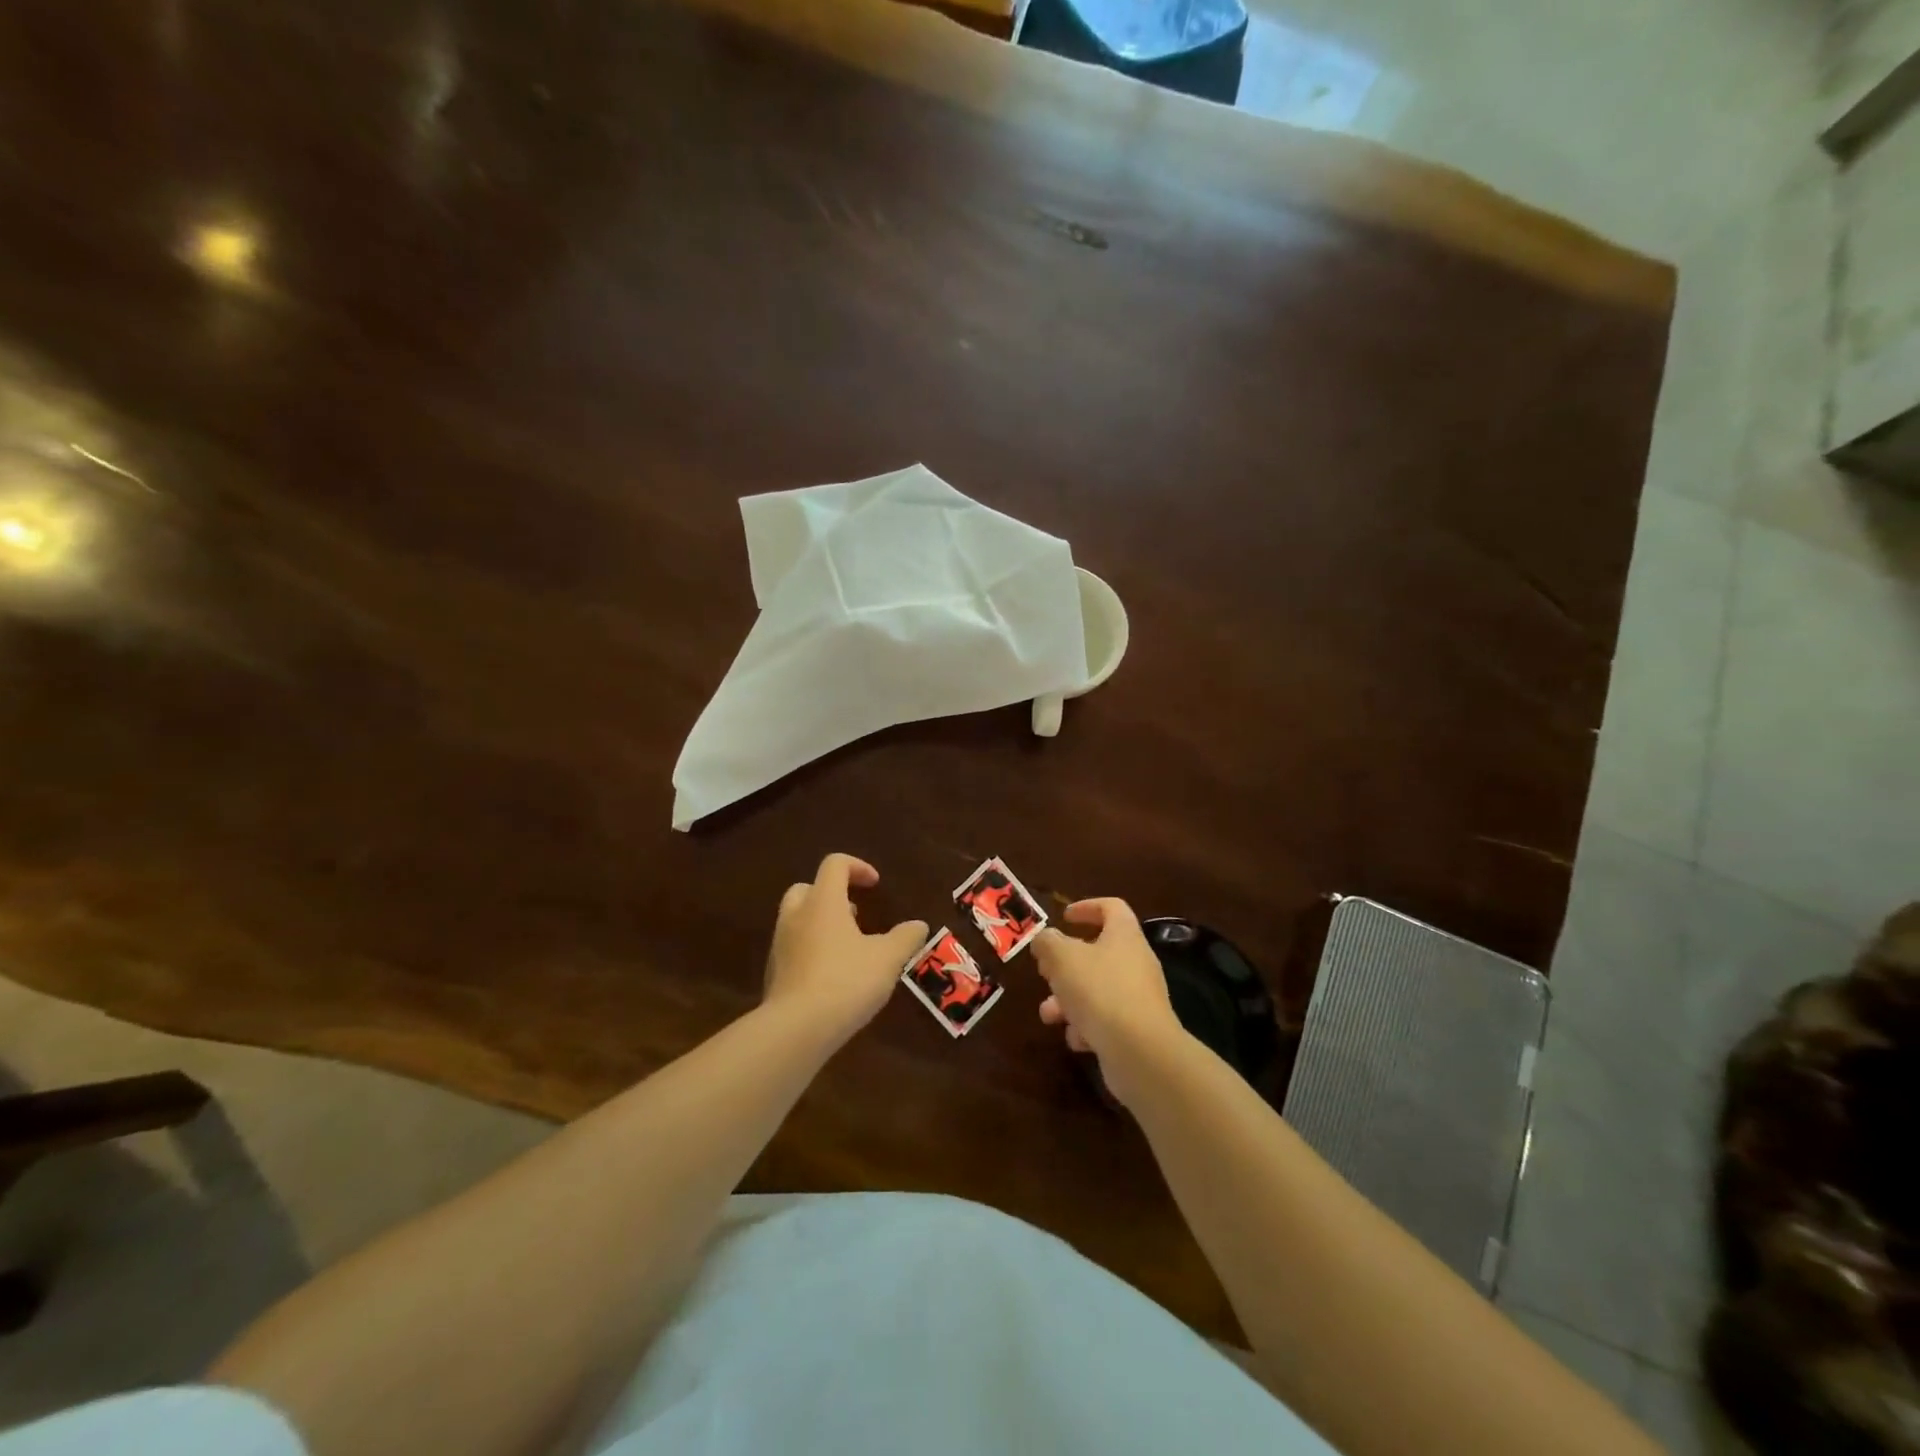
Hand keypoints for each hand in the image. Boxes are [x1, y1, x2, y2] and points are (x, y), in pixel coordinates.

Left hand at [764, 853, 927, 1043]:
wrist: (796, 1029)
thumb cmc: (846, 981)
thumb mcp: (887, 959)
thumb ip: (905, 938)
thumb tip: (919, 925)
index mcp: (823, 902)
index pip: (835, 864)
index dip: (857, 867)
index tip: (875, 885)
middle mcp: (796, 916)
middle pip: (808, 888)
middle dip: (832, 894)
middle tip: (855, 913)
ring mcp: (780, 945)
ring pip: (798, 919)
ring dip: (822, 923)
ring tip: (849, 947)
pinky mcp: (774, 973)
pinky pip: (793, 948)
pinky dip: (811, 950)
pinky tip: (833, 975)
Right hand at [1034, 898, 1184, 1106]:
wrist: (1141, 1052)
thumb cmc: (1100, 991)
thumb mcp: (1062, 958)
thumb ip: (1048, 943)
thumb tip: (1045, 940)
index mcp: (1124, 935)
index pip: (1111, 907)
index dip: (1087, 907)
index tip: (1064, 916)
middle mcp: (1136, 962)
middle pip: (1098, 952)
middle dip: (1066, 965)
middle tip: (1045, 971)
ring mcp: (1138, 997)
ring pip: (1096, 989)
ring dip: (1068, 999)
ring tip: (1048, 1014)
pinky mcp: (1136, 1029)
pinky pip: (1106, 1020)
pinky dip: (1086, 1027)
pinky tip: (1076, 1039)